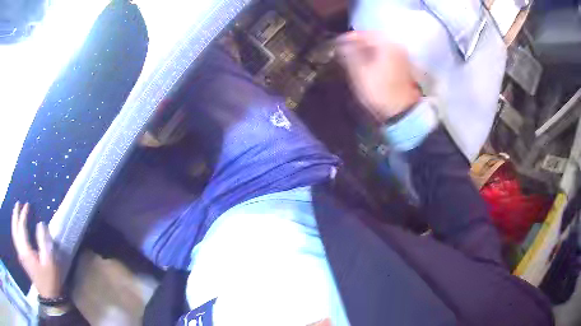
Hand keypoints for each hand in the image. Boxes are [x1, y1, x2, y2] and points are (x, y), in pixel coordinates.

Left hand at [11, 202, 61, 298]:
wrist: (49, 297)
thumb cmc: (50, 279)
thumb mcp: (50, 261)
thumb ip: (44, 241)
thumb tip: (40, 224)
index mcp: (26, 250)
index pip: (21, 227)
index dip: (23, 214)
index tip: (27, 205)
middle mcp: (20, 251)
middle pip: (14, 229)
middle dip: (15, 215)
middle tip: (18, 203)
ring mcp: (20, 256)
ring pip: (13, 234)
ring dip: (14, 222)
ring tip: (16, 212)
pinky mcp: (22, 259)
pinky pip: (15, 240)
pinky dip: (14, 231)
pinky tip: (16, 229)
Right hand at [336, 31, 420, 121]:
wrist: (401, 111)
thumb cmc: (379, 91)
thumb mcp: (359, 72)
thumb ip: (349, 54)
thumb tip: (341, 44)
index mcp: (386, 45)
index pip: (364, 34)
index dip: (349, 37)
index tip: (337, 42)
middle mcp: (396, 46)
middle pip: (374, 38)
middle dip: (358, 42)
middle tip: (344, 48)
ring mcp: (402, 56)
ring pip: (380, 46)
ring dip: (367, 48)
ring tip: (353, 54)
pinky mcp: (403, 65)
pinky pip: (386, 53)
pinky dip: (375, 54)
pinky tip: (367, 60)